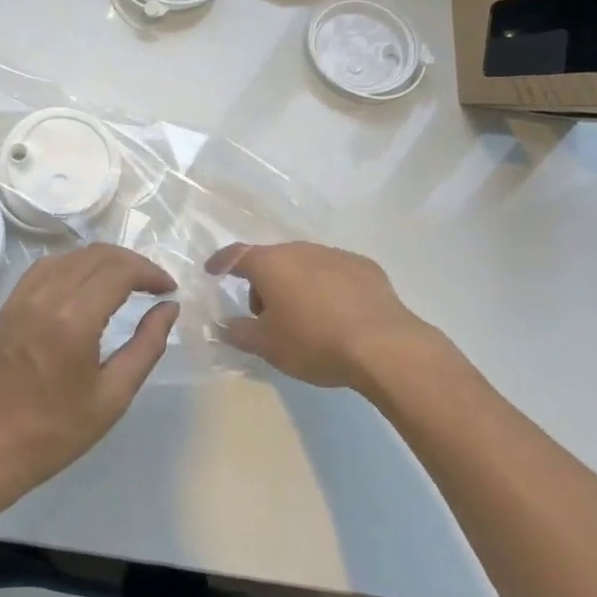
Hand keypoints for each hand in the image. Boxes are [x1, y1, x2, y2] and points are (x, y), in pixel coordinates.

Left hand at [0, 244, 177, 506]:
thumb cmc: (56, 431)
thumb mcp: (114, 396)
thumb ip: (147, 346)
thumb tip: (169, 308)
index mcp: (74, 320)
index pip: (120, 271)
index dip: (150, 272)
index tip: (169, 289)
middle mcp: (47, 296)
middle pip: (97, 255)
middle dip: (132, 263)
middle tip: (154, 284)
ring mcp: (23, 296)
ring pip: (72, 255)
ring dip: (104, 261)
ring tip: (126, 282)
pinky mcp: (10, 302)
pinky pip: (47, 265)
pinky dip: (75, 264)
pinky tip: (87, 283)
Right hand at [208, 240, 431, 390]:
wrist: (383, 346)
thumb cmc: (314, 342)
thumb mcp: (268, 346)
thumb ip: (239, 332)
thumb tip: (222, 325)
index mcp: (271, 264)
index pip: (236, 255)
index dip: (221, 262)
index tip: (213, 271)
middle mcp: (300, 250)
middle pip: (272, 261)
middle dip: (264, 284)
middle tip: (267, 317)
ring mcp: (335, 255)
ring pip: (304, 265)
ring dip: (296, 284)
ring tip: (305, 319)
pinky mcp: (365, 267)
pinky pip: (335, 272)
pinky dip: (327, 287)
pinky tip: (338, 315)